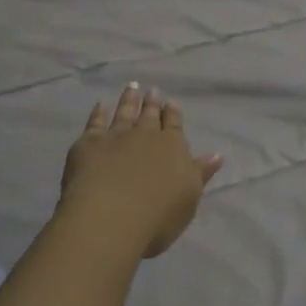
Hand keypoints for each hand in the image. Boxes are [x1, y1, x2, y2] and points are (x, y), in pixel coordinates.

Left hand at [59, 83, 225, 258]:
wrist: (110, 217)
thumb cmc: (158, 215)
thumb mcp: (189, 196)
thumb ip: (200, 173)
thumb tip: (217, 155)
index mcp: (173, 146)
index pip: (174, 124)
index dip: (173, 113)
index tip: (171, 102)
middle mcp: (145, 135)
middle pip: (149, 115)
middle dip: (152, 103)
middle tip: (152, 91)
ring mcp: (116, 136)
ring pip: (125, 112)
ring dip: (129, 100)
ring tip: (132, 88)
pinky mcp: (89, 143)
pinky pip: (95, 122)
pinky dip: (98, 113)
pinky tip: (100, 106)